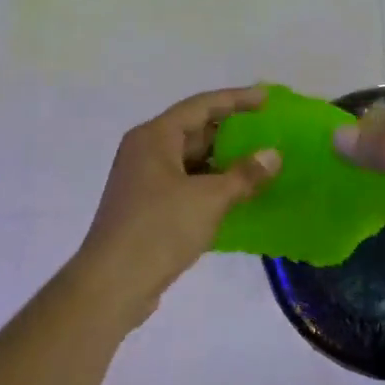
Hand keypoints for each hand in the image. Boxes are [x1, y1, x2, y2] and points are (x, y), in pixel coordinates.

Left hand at [75, 85, 281, 322]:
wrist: (112, 285)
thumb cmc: (158, 230)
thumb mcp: (209, 199)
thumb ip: (244, 175)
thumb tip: (273, 155)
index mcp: (155, 137)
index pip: (202, 106)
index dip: (236, 99)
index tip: (267, 99)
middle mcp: (146, 151)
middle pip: (195, 130)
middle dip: (232, 132)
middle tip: (269, 132)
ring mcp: (144, 180)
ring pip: (191, 160)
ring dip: (224, 162)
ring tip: (261, 165)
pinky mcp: (147, 207)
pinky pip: (186, 184)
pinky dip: (212, 185)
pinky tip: (238, 196)